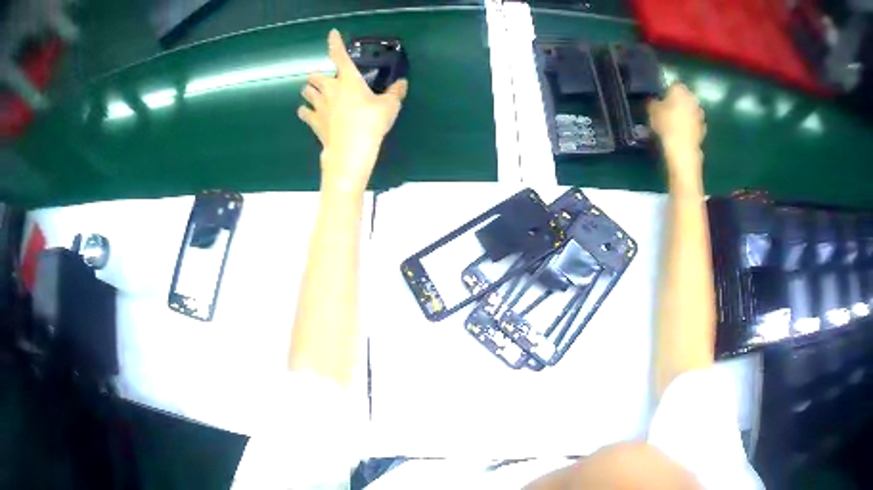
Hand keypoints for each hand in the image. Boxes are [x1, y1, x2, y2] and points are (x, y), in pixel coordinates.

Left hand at [298, 29, 408, 192]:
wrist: (350, 150)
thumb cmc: (371, 123)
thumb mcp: (390, 107)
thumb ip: (396, 92)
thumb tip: (402, 83)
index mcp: (348, 80)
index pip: (340, 56)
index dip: (335, 43)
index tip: (331, 33)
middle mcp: (330, 90)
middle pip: (316, 77)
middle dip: (317, 75)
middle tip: (320, 78)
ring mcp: (319, 106)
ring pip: (307, 93)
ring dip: (309, 90)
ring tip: (311, 92)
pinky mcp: (314, 122)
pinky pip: (304, 113)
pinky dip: (305, 111)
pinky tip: (306, 112)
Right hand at [648, 83, 705, 173]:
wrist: (682, 147)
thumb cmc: (666, 124)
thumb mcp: (653, 111)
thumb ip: (653, 103)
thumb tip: (654, 102)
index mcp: (680, 89)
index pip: (674, 85)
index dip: (667, 91)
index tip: (662, 99)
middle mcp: (692, 98)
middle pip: (685, 97)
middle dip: (679, 102)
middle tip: (669, 110)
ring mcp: (700, 113)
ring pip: (691, 110)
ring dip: (686, 114)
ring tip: (676, 122)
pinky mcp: (703, 128)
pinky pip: (695, 123)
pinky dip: (690, 126)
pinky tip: (683, 132)